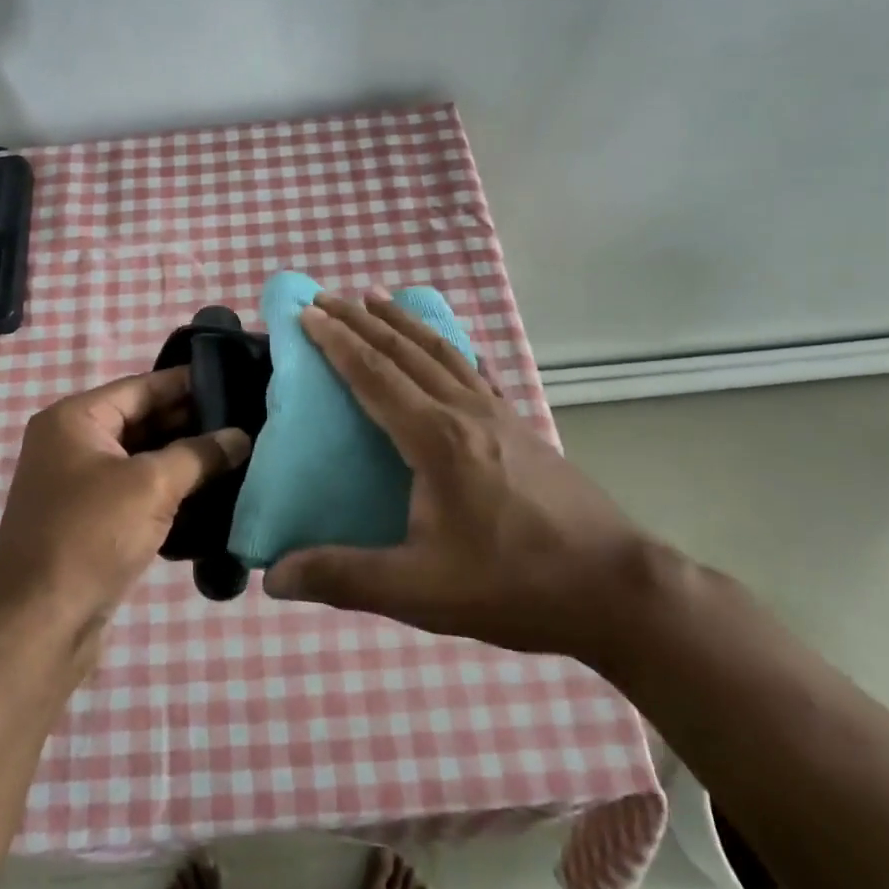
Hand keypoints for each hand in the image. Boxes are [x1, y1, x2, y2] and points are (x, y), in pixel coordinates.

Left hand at [0, 367, 249, 647]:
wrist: (38, 624)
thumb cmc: (90, 536)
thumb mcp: (151, 485)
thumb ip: (199, 454)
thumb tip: (241, 437)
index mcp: (75, 419)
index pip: (142, 386)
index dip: (188, 383)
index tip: (236, 380)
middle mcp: (73, 444)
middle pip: (143, 421)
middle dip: (193, 423)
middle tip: (248, 422)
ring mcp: (80, 485)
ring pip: (144, 459)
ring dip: (186, 460)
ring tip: (241, 455)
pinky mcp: (91, 522)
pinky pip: (138, 493)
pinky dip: (171, 492)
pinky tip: (214, 495)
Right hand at [261, 294, 666, 662]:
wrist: (614, 588)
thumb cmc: (513, 585)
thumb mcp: (419, 590)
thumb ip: (343, 578)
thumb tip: (273, 577)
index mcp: (436, 439)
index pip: (374, 374)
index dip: (336, 341)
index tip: (306, 313)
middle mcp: (466, 412)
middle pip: (405, 350)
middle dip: (362, 320)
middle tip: (327, 297)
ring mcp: (500, 415)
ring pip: (442, 351)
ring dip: (403, 323)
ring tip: (376, 299)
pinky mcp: (522, 428)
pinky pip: (473, 371)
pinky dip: (447, 348)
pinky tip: (447, 349)